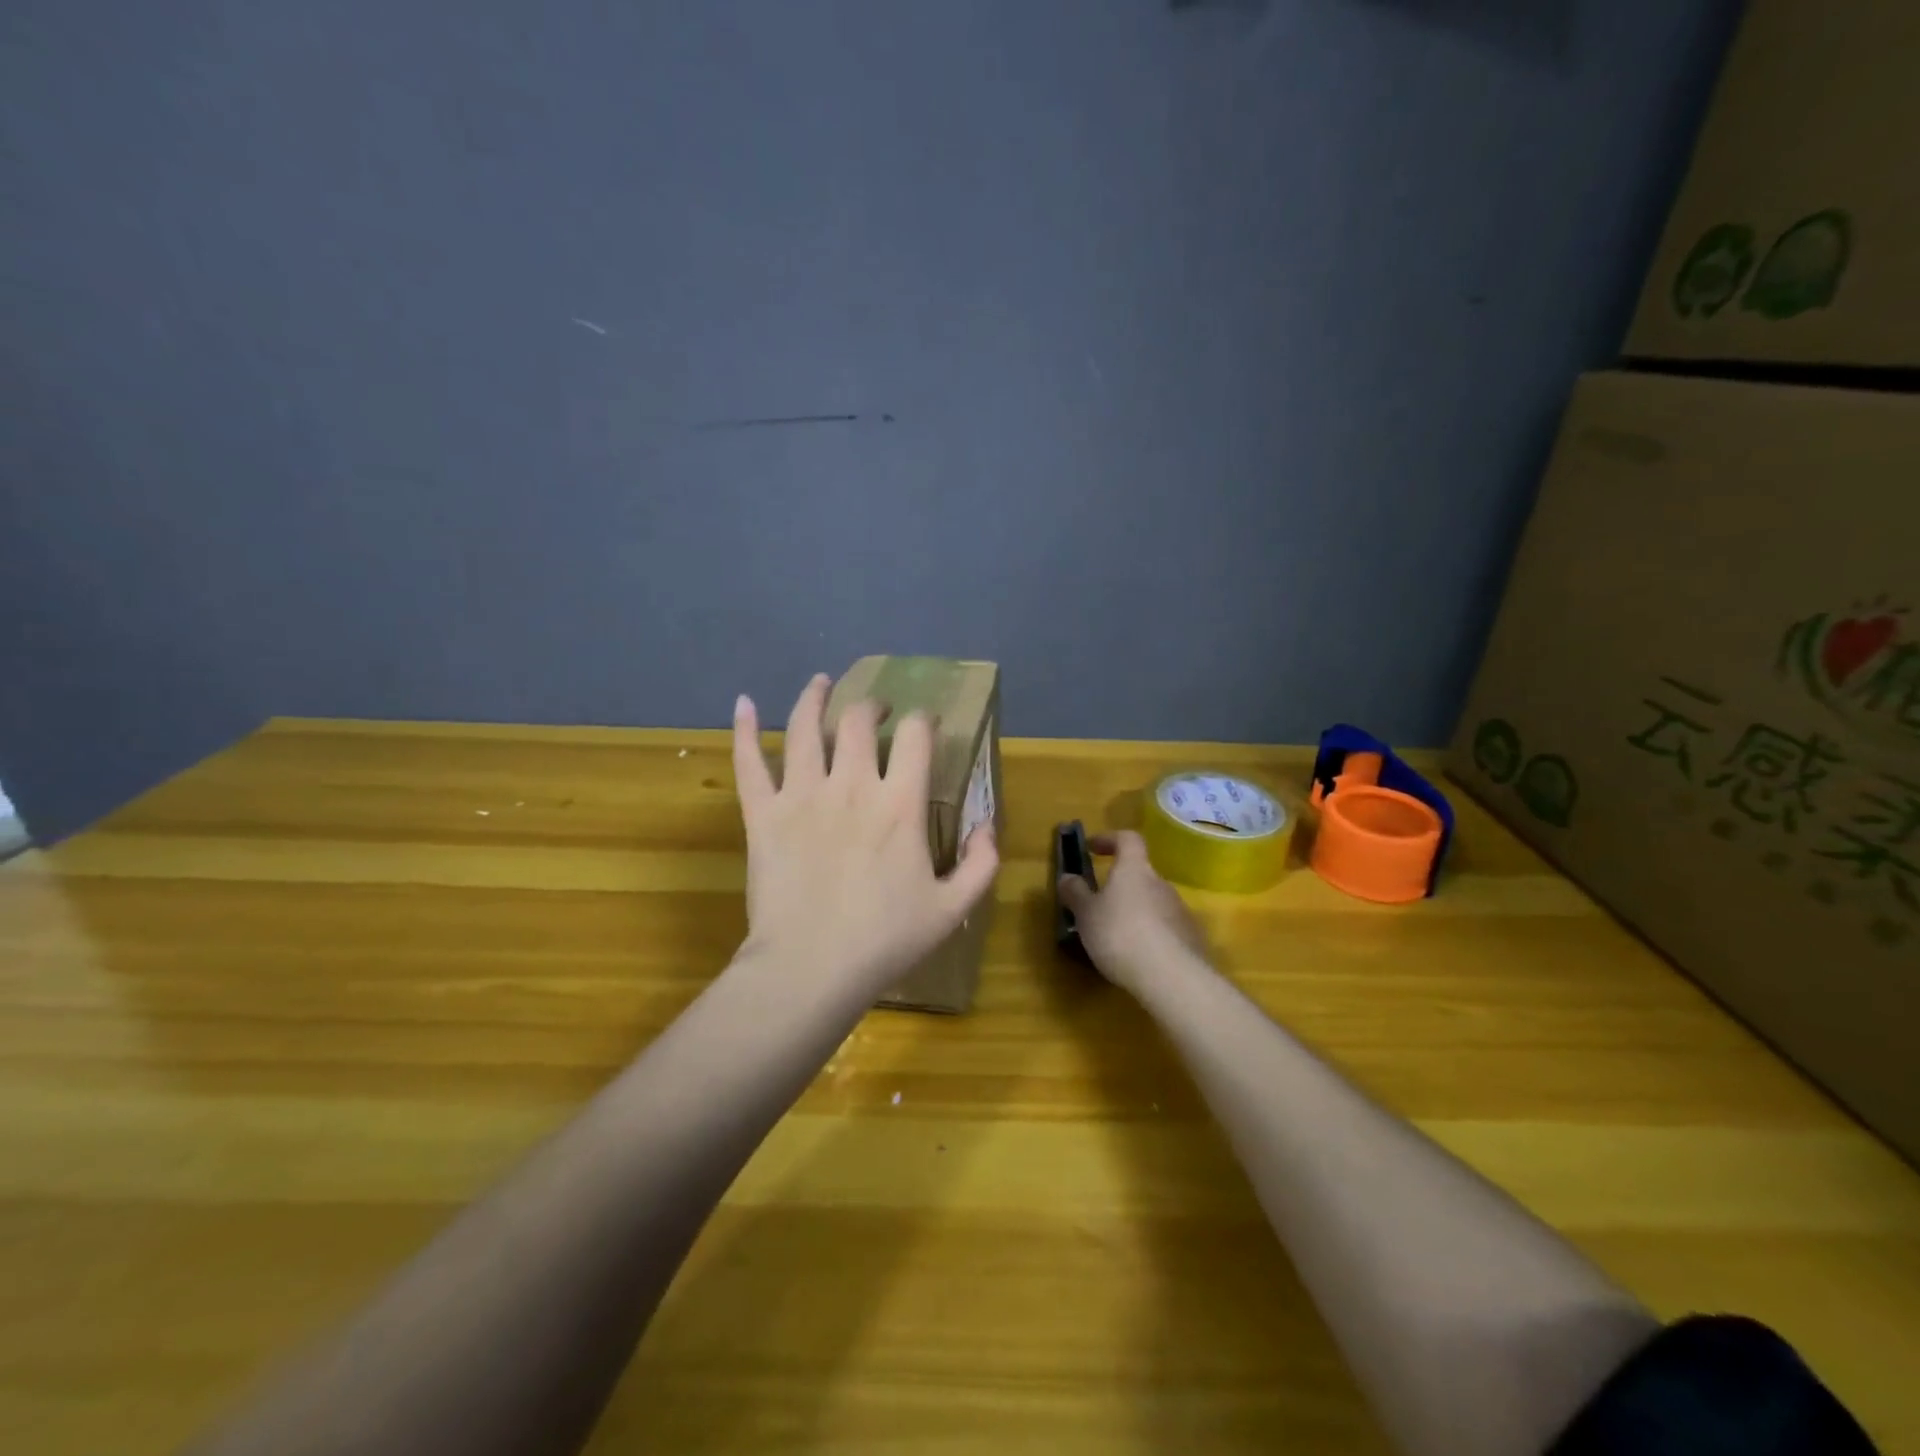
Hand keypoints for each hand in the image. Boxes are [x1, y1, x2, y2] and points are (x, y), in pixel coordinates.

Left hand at [732, 674, 999, 993]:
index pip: (915, 737)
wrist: (811, 970)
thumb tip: (988, 825)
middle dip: (871, 706)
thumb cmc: (884, 941)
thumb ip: (981, 864)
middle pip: (858, 721)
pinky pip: (749, 763)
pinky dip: (743, 729)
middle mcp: (851, 785)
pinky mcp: (762, 814)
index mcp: (899, 804)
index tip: (924, 723)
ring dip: (814, 697)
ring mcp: (801, 796)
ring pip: (804, 727)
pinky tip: (743, 703)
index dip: (922, 720)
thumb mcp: (952, 909)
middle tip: (876, 711)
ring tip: (820, 682)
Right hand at [1058, 830, 1209, 992]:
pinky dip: (1152, 934)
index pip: (1128, 839)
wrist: (1172, 978)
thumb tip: (1067, 877)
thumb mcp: (1086, 915)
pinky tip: (1140, 957)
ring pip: (1153, 902)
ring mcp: (1181, 911)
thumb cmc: (1120, 935)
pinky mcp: (1192, 938)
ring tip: (1117, 937)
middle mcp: (1161, 883)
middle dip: (1120, 885)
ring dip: (1136, 911)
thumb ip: (1075, 893)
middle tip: (1099, 905)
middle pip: (1141, 874)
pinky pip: (1167, 928)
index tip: (1092, 849)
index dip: (1109, 839)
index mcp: (1134, 870)